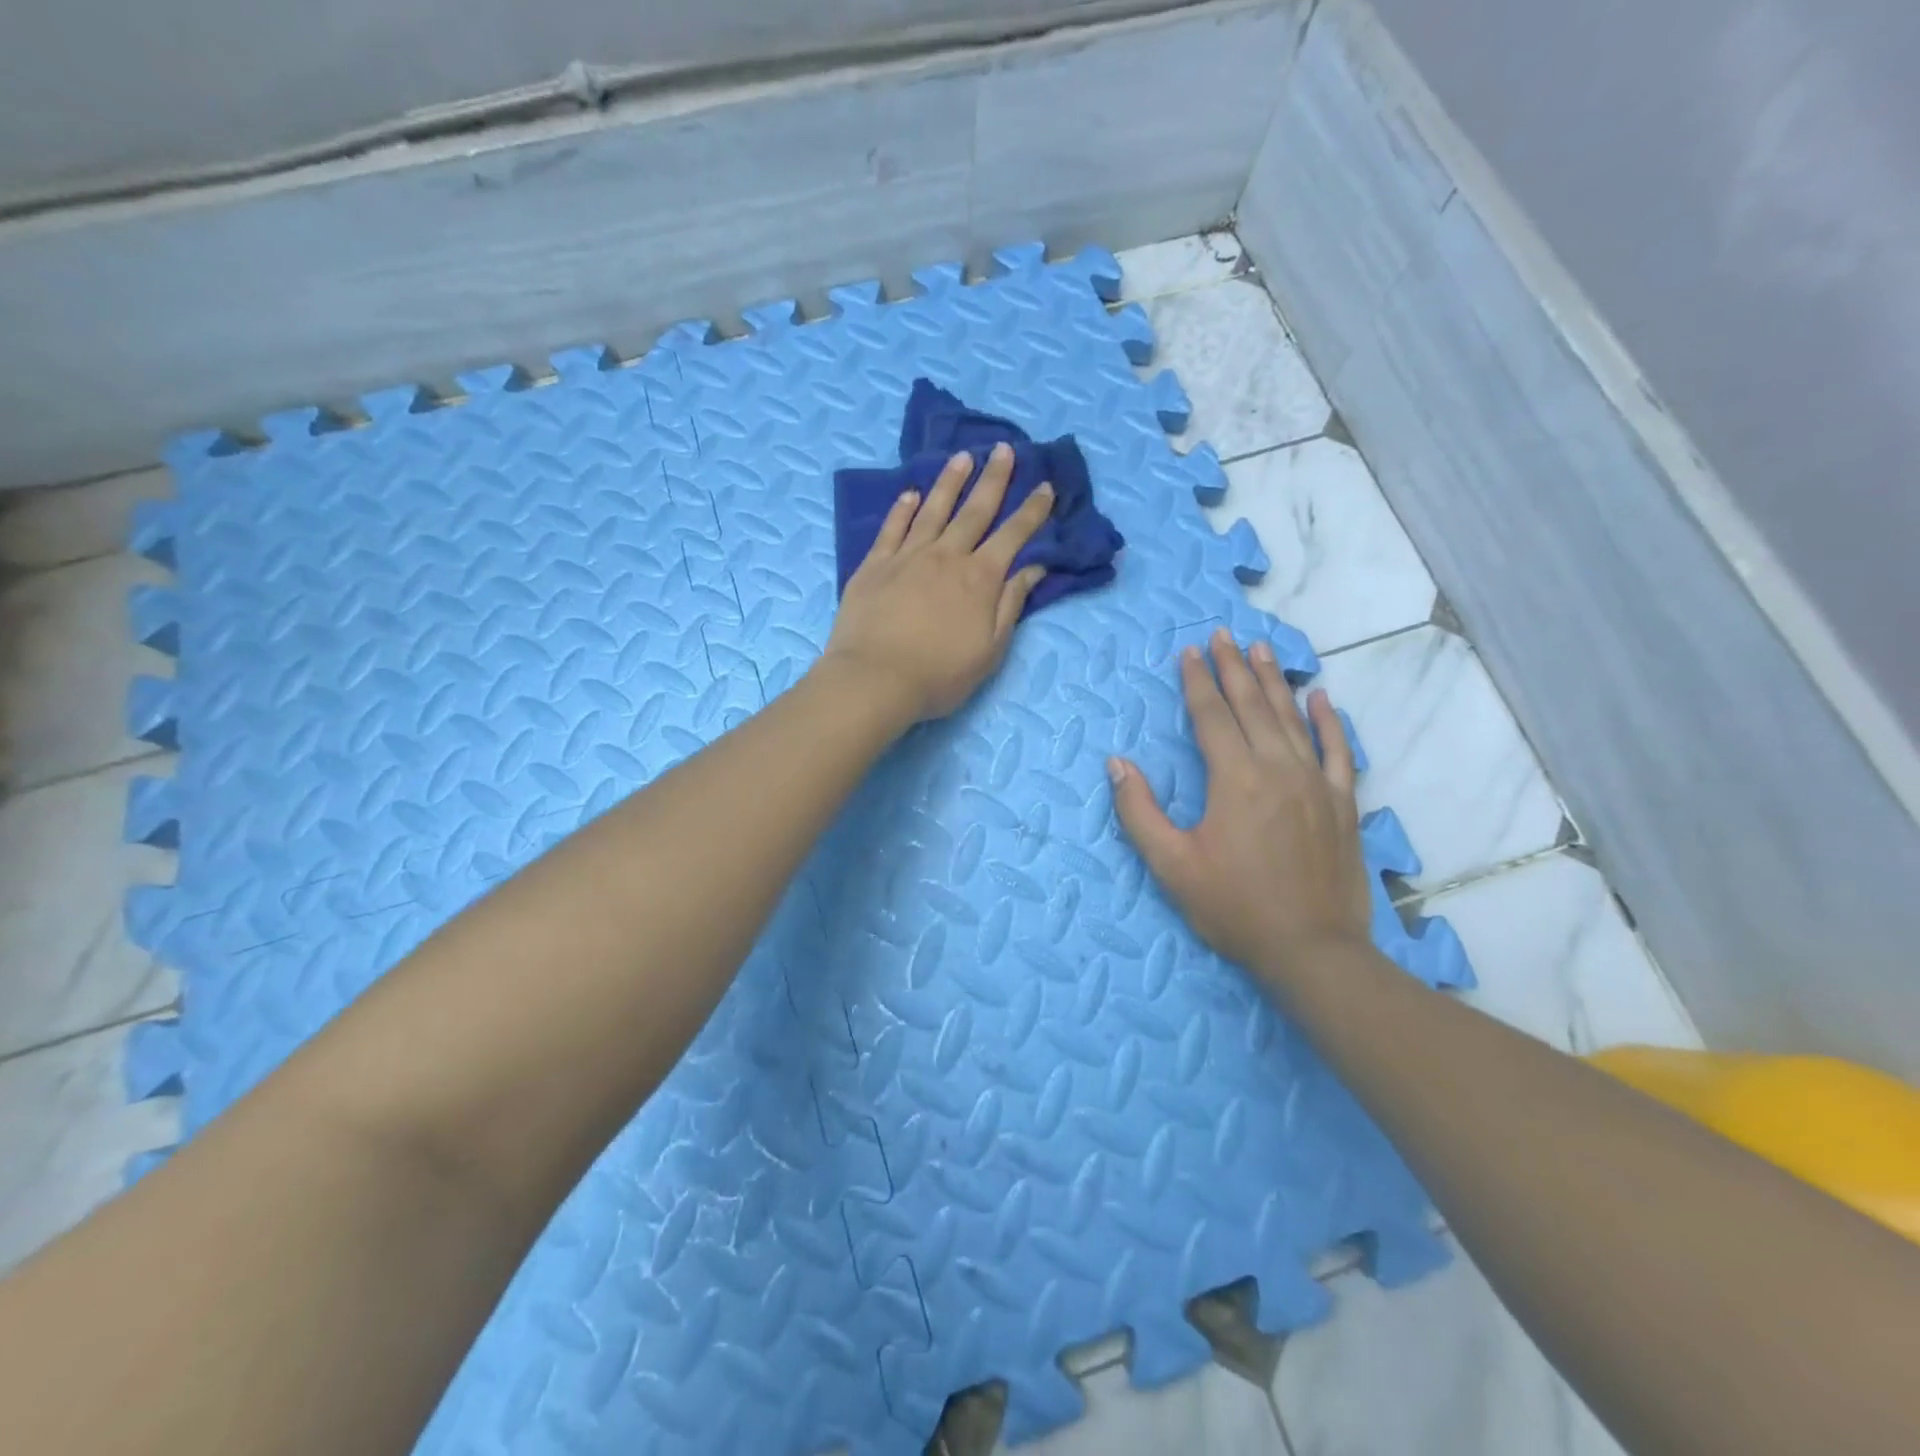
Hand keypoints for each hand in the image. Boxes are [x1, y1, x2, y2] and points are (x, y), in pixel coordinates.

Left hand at [821, 442, 1052, 725]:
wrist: (875, 679)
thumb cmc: (939, 674)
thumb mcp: (990, 649)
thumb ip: (1011, 604)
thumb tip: (1033, 568)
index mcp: (980, 578)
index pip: (1013, 536)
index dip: (1032, 511)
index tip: (1045, 487)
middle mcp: (946, 556)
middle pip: (975, 510)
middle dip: (994, 479)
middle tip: (1005, 449)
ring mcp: (907, 556)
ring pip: (934, 510)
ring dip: (950, 482)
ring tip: (963, 457)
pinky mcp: (874, 565)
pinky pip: (892, 528)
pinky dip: (903, 509)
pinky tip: (911, 494)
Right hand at [1109, 630, 1372, 985]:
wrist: (1312, 949)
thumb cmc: (1234, 907)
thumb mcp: (1171, 865)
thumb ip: (1139, 811)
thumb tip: (1117, 763)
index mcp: (1235, 779)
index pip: (1212, 716)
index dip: (1197, 681)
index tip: (1189, 652)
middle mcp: (1278, 768)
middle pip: (1252, 706)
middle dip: (1233, 667)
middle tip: (1223, 635)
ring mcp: (1316, 782)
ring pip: (1293, 718)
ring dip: (1273, 681)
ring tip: (1261, 649)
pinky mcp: (1343, 802)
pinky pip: (1339, 749)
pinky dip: (1329, 720)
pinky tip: (1321, 696)